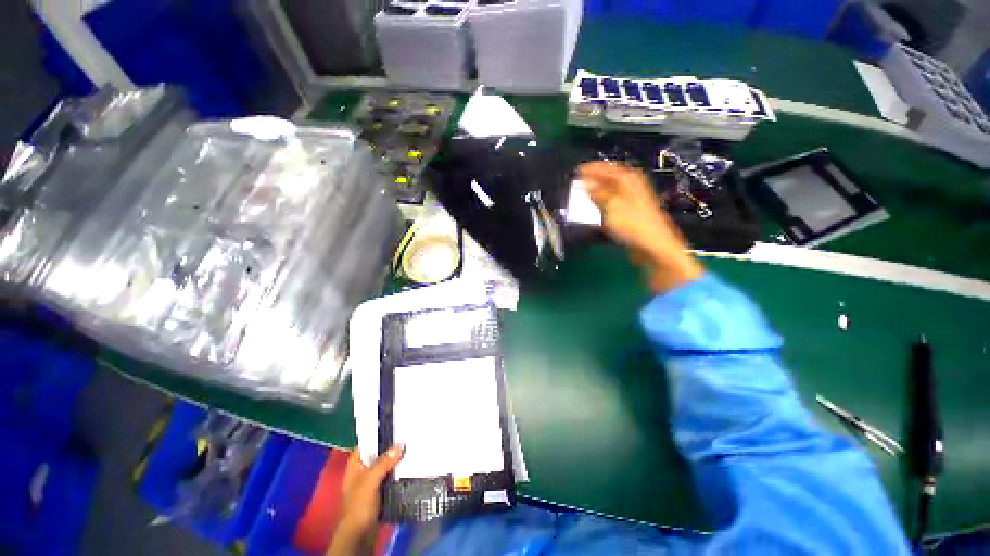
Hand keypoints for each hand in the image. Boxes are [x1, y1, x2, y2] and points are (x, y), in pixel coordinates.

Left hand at [327, 445, 404, 555]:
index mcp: (354, 467)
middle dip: (389, 446)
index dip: (375, 434)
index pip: (364, 444)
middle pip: (376, 454)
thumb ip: (383, 463)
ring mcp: (371, 482)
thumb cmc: (360, 505)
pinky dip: (398, 471)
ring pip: (384, 465)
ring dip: (395, 459)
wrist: (361, 534)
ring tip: (411, 446)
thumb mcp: (370, 481)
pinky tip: (409, 466)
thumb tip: (400, 445)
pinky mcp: (380, 491)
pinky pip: (390, 476)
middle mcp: (362, 472)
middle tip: (406, 434)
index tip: (391, 425)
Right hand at [578, 162, 702, 292]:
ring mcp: (631, 203)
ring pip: (610, 193)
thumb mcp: (612, 205)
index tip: (578, 170)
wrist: (653, 247)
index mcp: (629, 180)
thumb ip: (598, 194)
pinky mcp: (629, 217)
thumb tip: (587, 185)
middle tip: (578, 182)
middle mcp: (631, 188)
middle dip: (594, 180)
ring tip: (582, 195)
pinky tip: (594, 212)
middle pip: (610, 179)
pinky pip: (612, 207)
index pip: (608, 168)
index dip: (593, 168)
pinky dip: (602, 207)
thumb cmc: (634, 224)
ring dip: (597, 194)